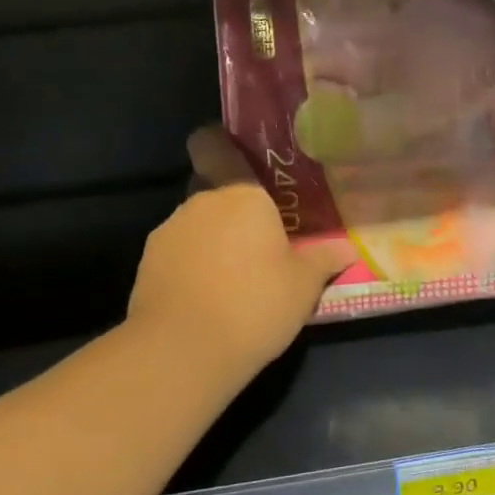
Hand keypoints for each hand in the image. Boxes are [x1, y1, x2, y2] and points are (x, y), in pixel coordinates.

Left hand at [127, 127, 356, 381]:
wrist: (183, 350)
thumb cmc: (254, 303)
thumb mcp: (303, 286)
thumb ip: (324, 260)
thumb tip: (347, 249)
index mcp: (240, 193)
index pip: (213, 145)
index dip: (218, 144)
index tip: (235, 156)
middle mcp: (200, 203)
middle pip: (211, 190)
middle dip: (231, 209)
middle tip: (258, 237)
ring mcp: (168, 233)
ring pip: (194, 224)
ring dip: (211, 240)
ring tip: (234, 276)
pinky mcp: (147, 265)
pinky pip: (177, 254)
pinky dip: (191, 266)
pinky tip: (208, 297)